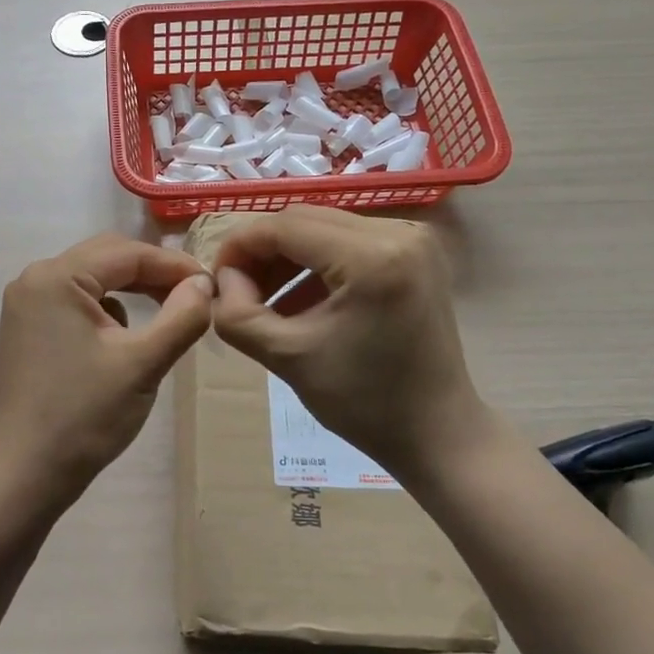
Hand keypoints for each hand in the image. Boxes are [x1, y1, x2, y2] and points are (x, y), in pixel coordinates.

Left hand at [0, 234, 213, 503]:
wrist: (26, 474)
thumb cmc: (85, 416)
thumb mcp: (143, 364)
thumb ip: (182, 316)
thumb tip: (205, 283)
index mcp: (56, 277)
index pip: (127, 253)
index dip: (175, 265)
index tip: (213, 284)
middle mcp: (34, 279)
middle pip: (107, 258)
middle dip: (153, 274)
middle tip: (195, 296)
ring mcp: (26, 304)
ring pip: (93, 279)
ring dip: (132, 290)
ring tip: (169, 314)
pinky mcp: (28, 328)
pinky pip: (77, 301)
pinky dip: (108, 310)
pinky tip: (125, 340)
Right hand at [211, 206, 493, 481]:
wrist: (437, 433)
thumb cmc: (364, 403)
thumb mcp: (286, 358)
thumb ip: (238, 313)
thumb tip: (224, 278)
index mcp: (372, 257)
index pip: (285, 226)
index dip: (240, 246)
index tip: (216, 279)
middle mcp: (399, 233)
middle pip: (305, 220)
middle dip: (263, 251)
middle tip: (237, 290)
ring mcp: (413, 240)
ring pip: (324, 228)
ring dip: (287, 257)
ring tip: (263, 298)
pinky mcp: (415, 254)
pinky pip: (349, 242)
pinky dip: (316, 264)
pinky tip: (299, 299)